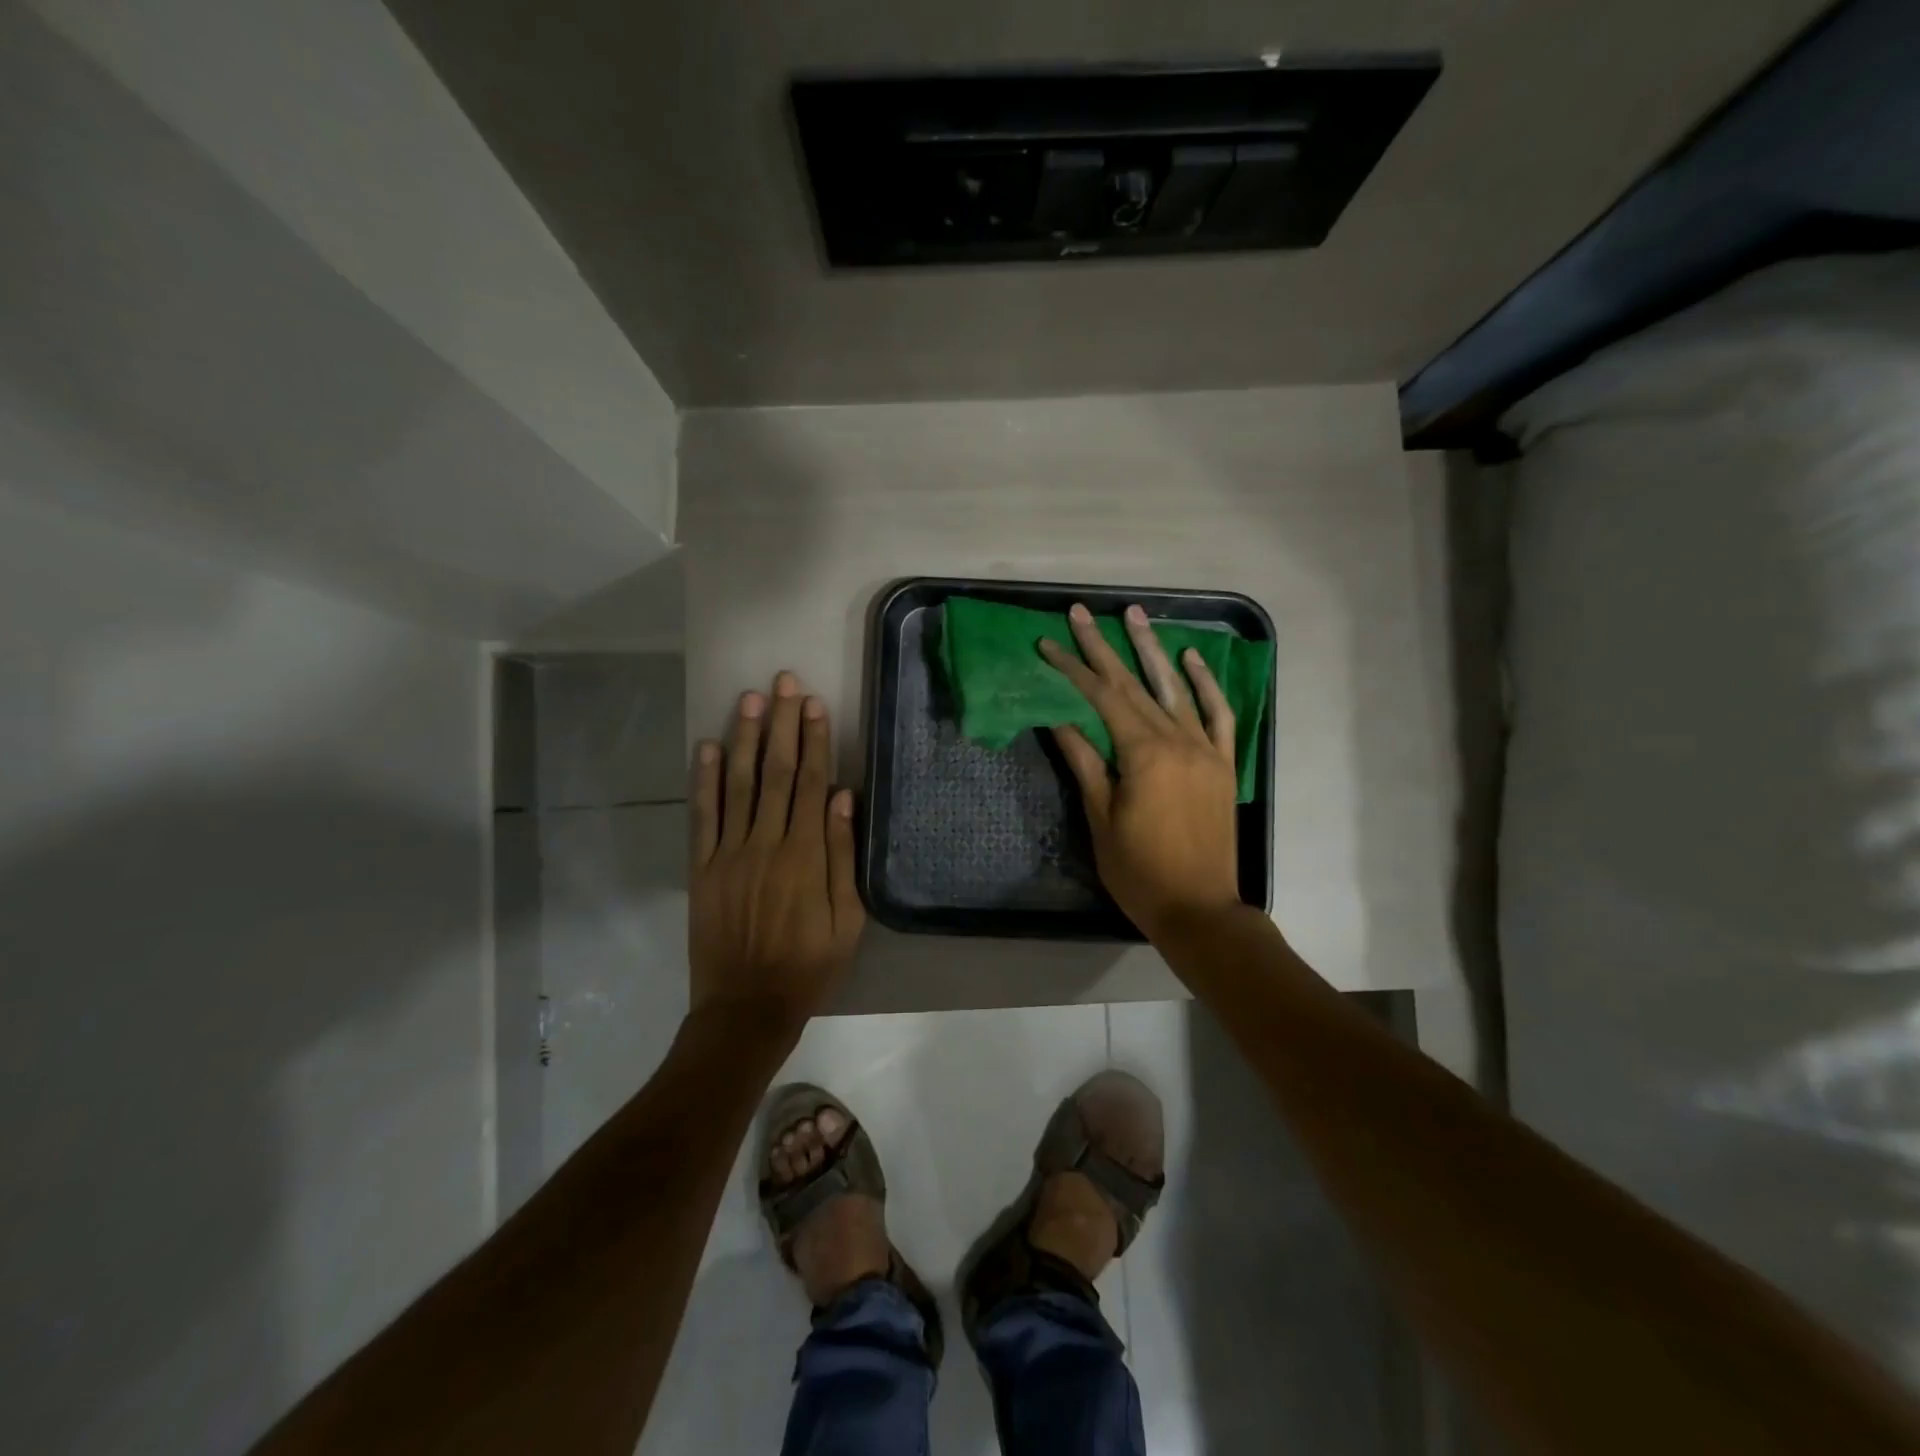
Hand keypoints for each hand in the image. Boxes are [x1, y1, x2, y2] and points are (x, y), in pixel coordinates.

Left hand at [688, 671, 863, 1033]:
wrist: (746, 1008)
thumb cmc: (808, 966)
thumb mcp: (847, 921)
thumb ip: (844, 857)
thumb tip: (845, 799)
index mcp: (806, 855)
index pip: (812, 783)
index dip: (814, 740)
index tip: (813, 703)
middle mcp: (766, 843)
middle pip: (777, 772)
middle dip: (781, 723)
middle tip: (783, 681)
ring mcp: (729, 854)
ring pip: (739, 784)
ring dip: (745, 739)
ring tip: (749, 699)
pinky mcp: (702, 868)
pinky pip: (703, 816)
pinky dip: (704, 780)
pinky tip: (708, 747)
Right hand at [1040, 604, 1241, 939]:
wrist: (1199, 908)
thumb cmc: (1139, 871)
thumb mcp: (1101, 818)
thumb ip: (1085, 763)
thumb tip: (1060, 720)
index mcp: (1142, 753)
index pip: (1100, 698)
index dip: (1072, 668)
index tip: (1047, 644)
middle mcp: (1176, 740)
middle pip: (1133, 684)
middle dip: (1103, 646)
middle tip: (1081, 612)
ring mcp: (1205, 749)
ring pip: (1175, 688)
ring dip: (1151, 649)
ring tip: (1133, 615)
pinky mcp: (1223, 763)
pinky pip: (1218, 714)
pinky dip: (1205, 683)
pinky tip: (1190, 658)